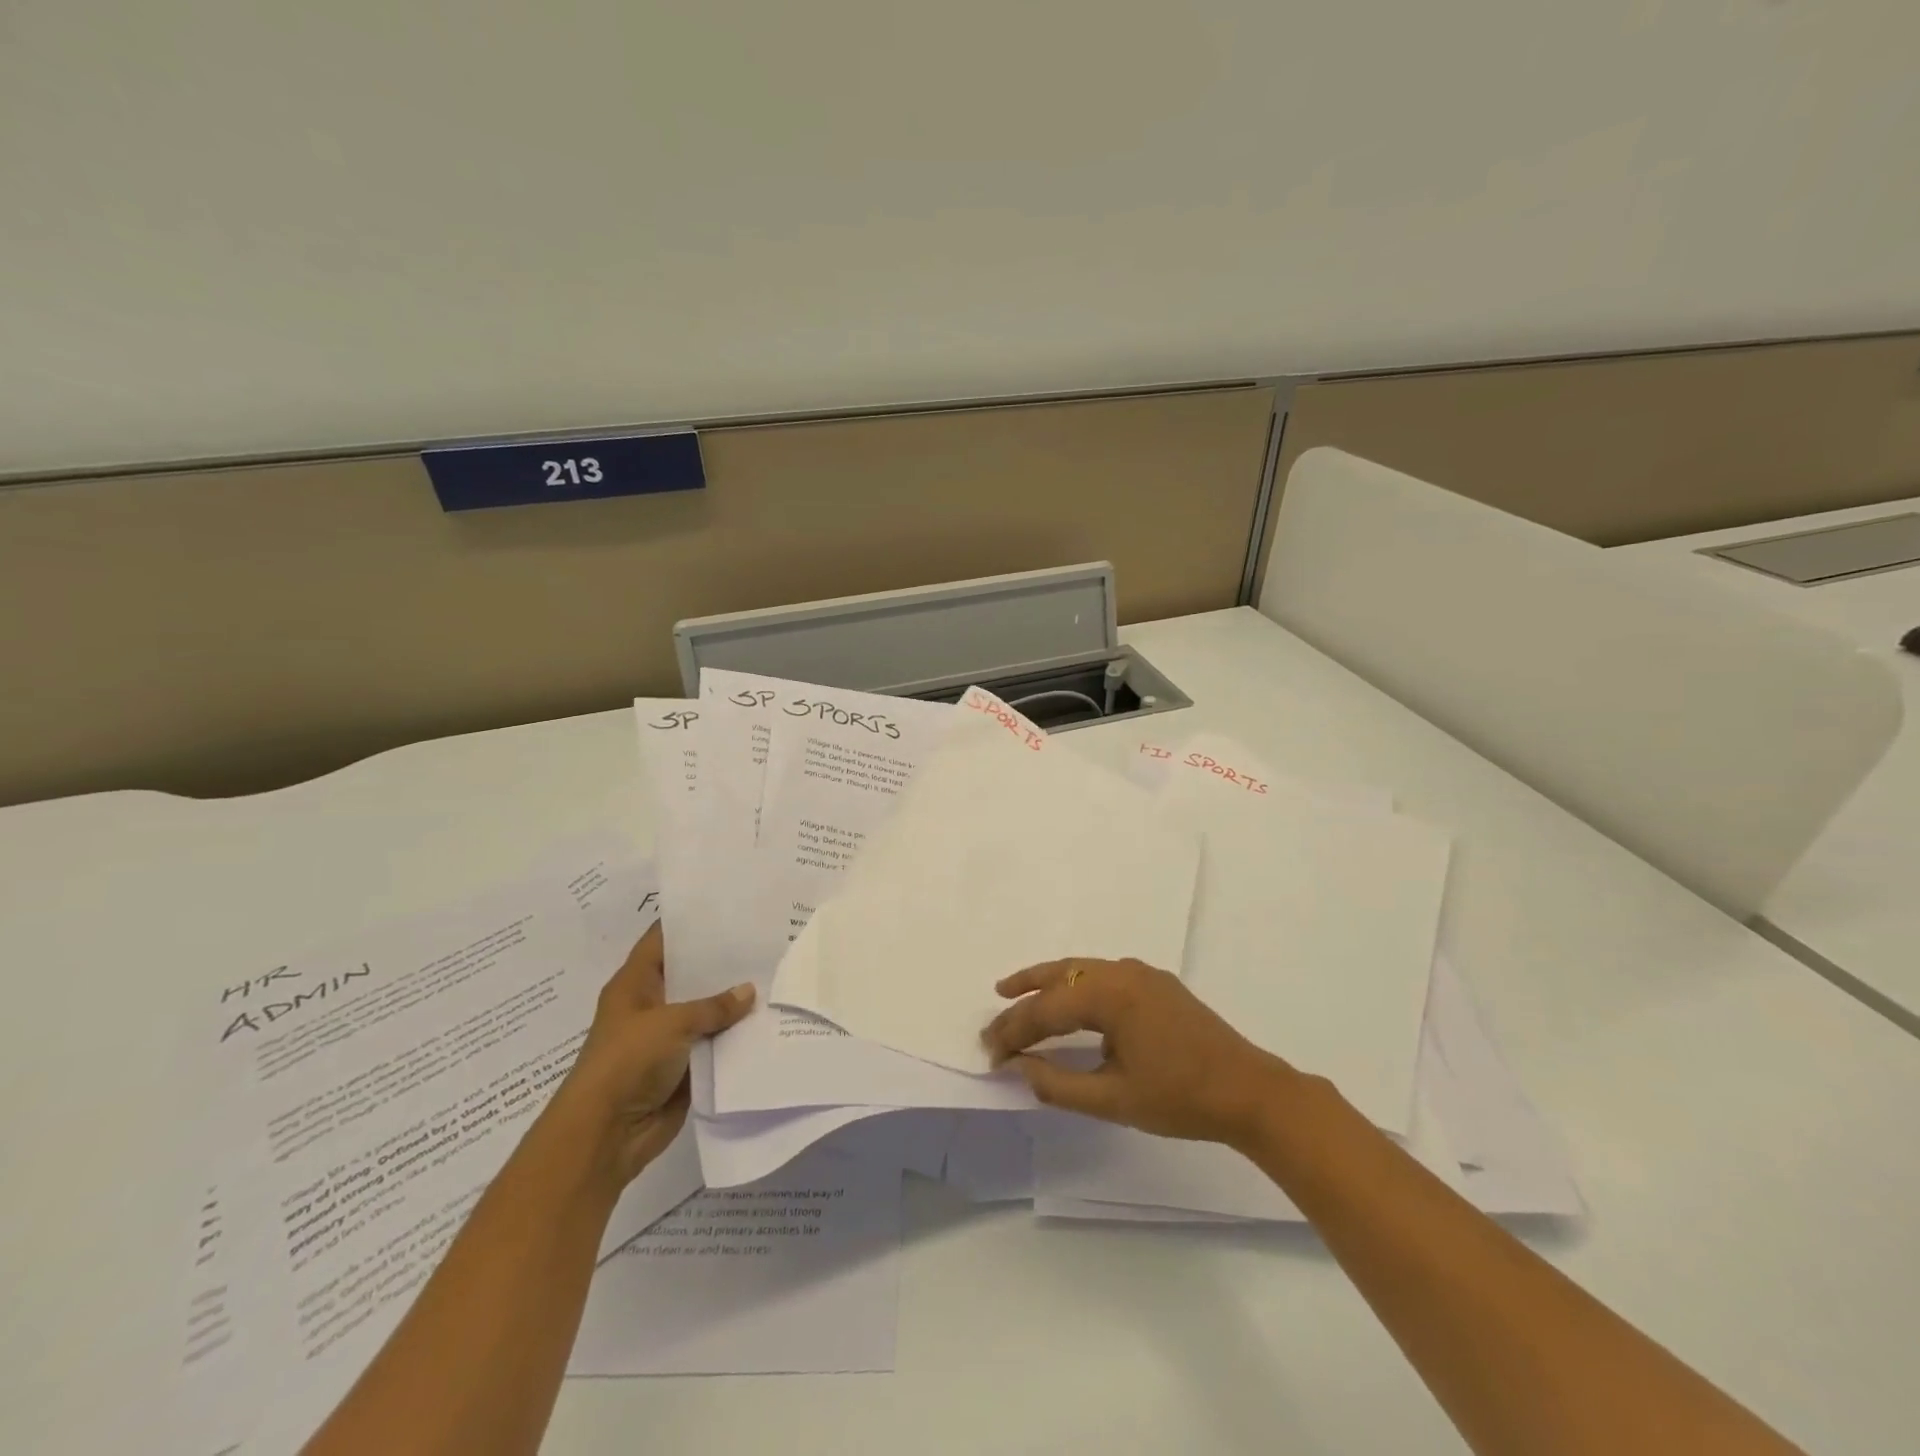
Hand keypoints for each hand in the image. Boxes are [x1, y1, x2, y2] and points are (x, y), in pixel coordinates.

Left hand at [559, 923, 754, 1184]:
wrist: (605, 1136)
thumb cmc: (626, 1063)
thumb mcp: (670, 1023)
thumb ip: (712, 1006)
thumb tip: (749, 991)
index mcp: (635, 984)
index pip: (663, 940)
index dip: (691, 922)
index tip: (728, 906)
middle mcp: (651, 1005)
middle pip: (690, 974)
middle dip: (723, 961)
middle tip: (765, 938)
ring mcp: (668, 1038)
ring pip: (707, 1011)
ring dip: (734, 1002)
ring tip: (776, 974)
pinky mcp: (685, 1067)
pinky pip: (715, 1044)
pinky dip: (736, 1036)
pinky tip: (769, 1020)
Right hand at [981, 957, 1297, 1146]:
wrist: (1250, 1092)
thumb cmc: (1180, 1099)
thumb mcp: (1114, 1099)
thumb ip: (1058, 1083)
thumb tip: (1018, 1066)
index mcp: (1110, 995)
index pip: (1046, 1009)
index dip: (1014, 1032)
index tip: (990, 1054)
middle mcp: (1121, 972)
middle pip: (1058, 977)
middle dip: (1022, 996)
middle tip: (993, 1017)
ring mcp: (1141, 973)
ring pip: (1080, 969)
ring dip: (1046, 982)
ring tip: (1013, 992)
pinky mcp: (1155, 983)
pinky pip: (1102, 974)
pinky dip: (1075, 984)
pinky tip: (1068, 1001)